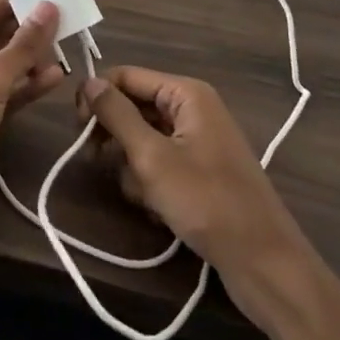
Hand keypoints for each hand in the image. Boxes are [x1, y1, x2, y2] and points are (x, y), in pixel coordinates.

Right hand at [80, 67, 309, 324]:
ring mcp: (197, 141)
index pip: (126, 76)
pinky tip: (156, 209)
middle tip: (95, 161)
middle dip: (114, 136)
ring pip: (142, 139)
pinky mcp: (199, 171)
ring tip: (142, 196)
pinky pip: (159, 163)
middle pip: (134, 107)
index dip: (97, 97)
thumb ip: (117, 115)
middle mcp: (193, 108)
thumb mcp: (152, 157)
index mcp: (187, 94)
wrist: (263, 263)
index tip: (77, 129)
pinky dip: (150, 183)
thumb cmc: (206, 202)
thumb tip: (88, 81)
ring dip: (132, 166)